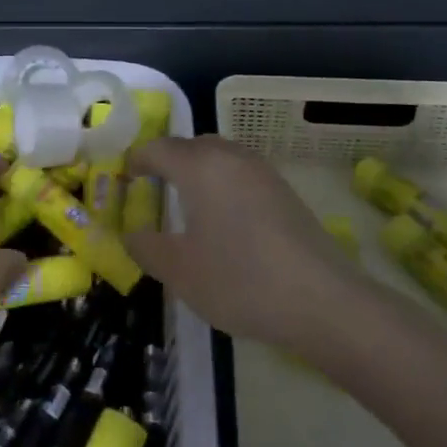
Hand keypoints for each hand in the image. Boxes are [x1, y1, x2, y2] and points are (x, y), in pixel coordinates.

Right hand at [126, 135, 363, 355]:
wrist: (322, 300)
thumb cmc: (239, 280)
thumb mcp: (179, 272)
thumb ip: (146, 248)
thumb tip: (132, 234)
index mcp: (199, 166)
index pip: (157, 148)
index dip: (136, 160)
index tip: (124, 179)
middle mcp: (230, 157)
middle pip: (191, 146)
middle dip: (168, 161)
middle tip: (153, 189)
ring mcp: (262, 171)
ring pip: (220, 157)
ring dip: (198, 171)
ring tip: (188, 204)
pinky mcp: (284, 190)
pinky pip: (241, 173)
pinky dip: (224, 184)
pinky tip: (225, 219)